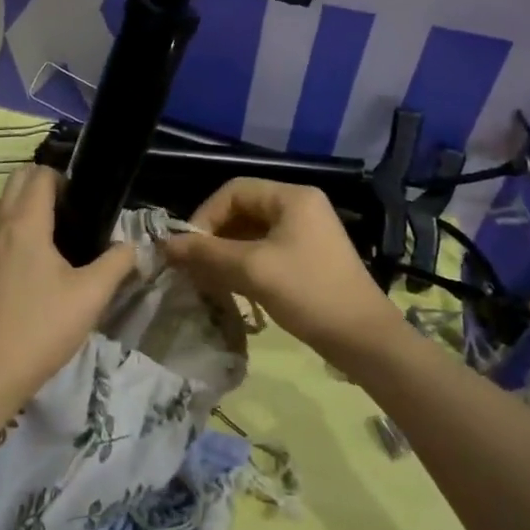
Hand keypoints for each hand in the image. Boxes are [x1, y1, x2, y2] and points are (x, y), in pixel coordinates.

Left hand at [0, 166, 139, 389]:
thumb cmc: (45, 326)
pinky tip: (12, 258)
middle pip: (13, 182)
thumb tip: (132, 246)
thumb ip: (117, 262)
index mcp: (27, 224)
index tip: (84, 200)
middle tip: (69, 209)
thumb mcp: (93, 294)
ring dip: (13, 205)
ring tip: (40, 227)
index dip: (62, 178)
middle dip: (40, 183)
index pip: (39, 176)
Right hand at [162, 179, 397, 357]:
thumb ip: (207, 253)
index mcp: (292, 197)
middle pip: (242, 210)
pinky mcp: (308, 257)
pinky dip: (244, 265)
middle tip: (194, 267)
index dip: (205, 215)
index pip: (233, 191)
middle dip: (214, 236)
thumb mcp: (253, 270)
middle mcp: (300, 206)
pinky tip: (232, 288)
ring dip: (226, 253)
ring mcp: (307, 232)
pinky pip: (266, 250)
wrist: (364, 339)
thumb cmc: (309, 293)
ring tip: (208, 280)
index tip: (188, 249)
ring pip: (252, 233)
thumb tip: (165, 244)